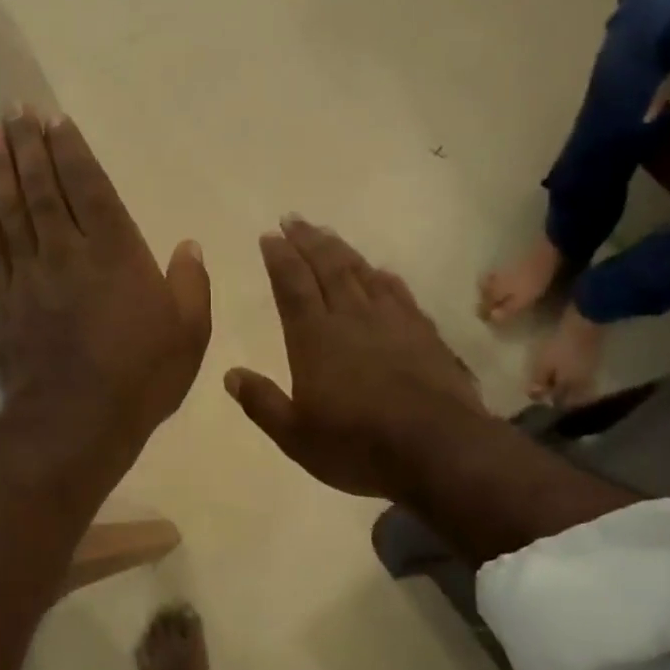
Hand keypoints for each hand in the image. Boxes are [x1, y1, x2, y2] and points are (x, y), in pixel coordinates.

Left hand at [0, 109, 211, 468]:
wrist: (76, 422)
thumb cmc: (141, 377)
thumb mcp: (190, 333)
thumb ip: (191, 284)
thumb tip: (189, 244)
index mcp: (116, 253)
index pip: (90, 188)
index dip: (72, 151)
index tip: (54, 120)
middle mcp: (68, 252)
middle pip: (44, 189)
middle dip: (29, 146)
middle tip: (12, 110)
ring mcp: (31, 276)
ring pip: (13, 211)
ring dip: (0, 171)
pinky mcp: (6, 303)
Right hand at [226, 218, 486, 500]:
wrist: (439, 449)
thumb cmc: (358, 445)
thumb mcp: (296, 436)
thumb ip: (262, 403)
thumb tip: (230, 374)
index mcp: (315, 338)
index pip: (292, 286)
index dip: (280, 258)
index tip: (270, 235)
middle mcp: (352, 318)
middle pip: (327, 268)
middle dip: (308, 241)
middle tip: (293, 219)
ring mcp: (392, 322)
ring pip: (362, 273)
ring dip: (342, 250)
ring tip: (328, 234)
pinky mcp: (424, 333)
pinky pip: (399, 293)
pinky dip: (385, 277)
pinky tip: (381, 271)